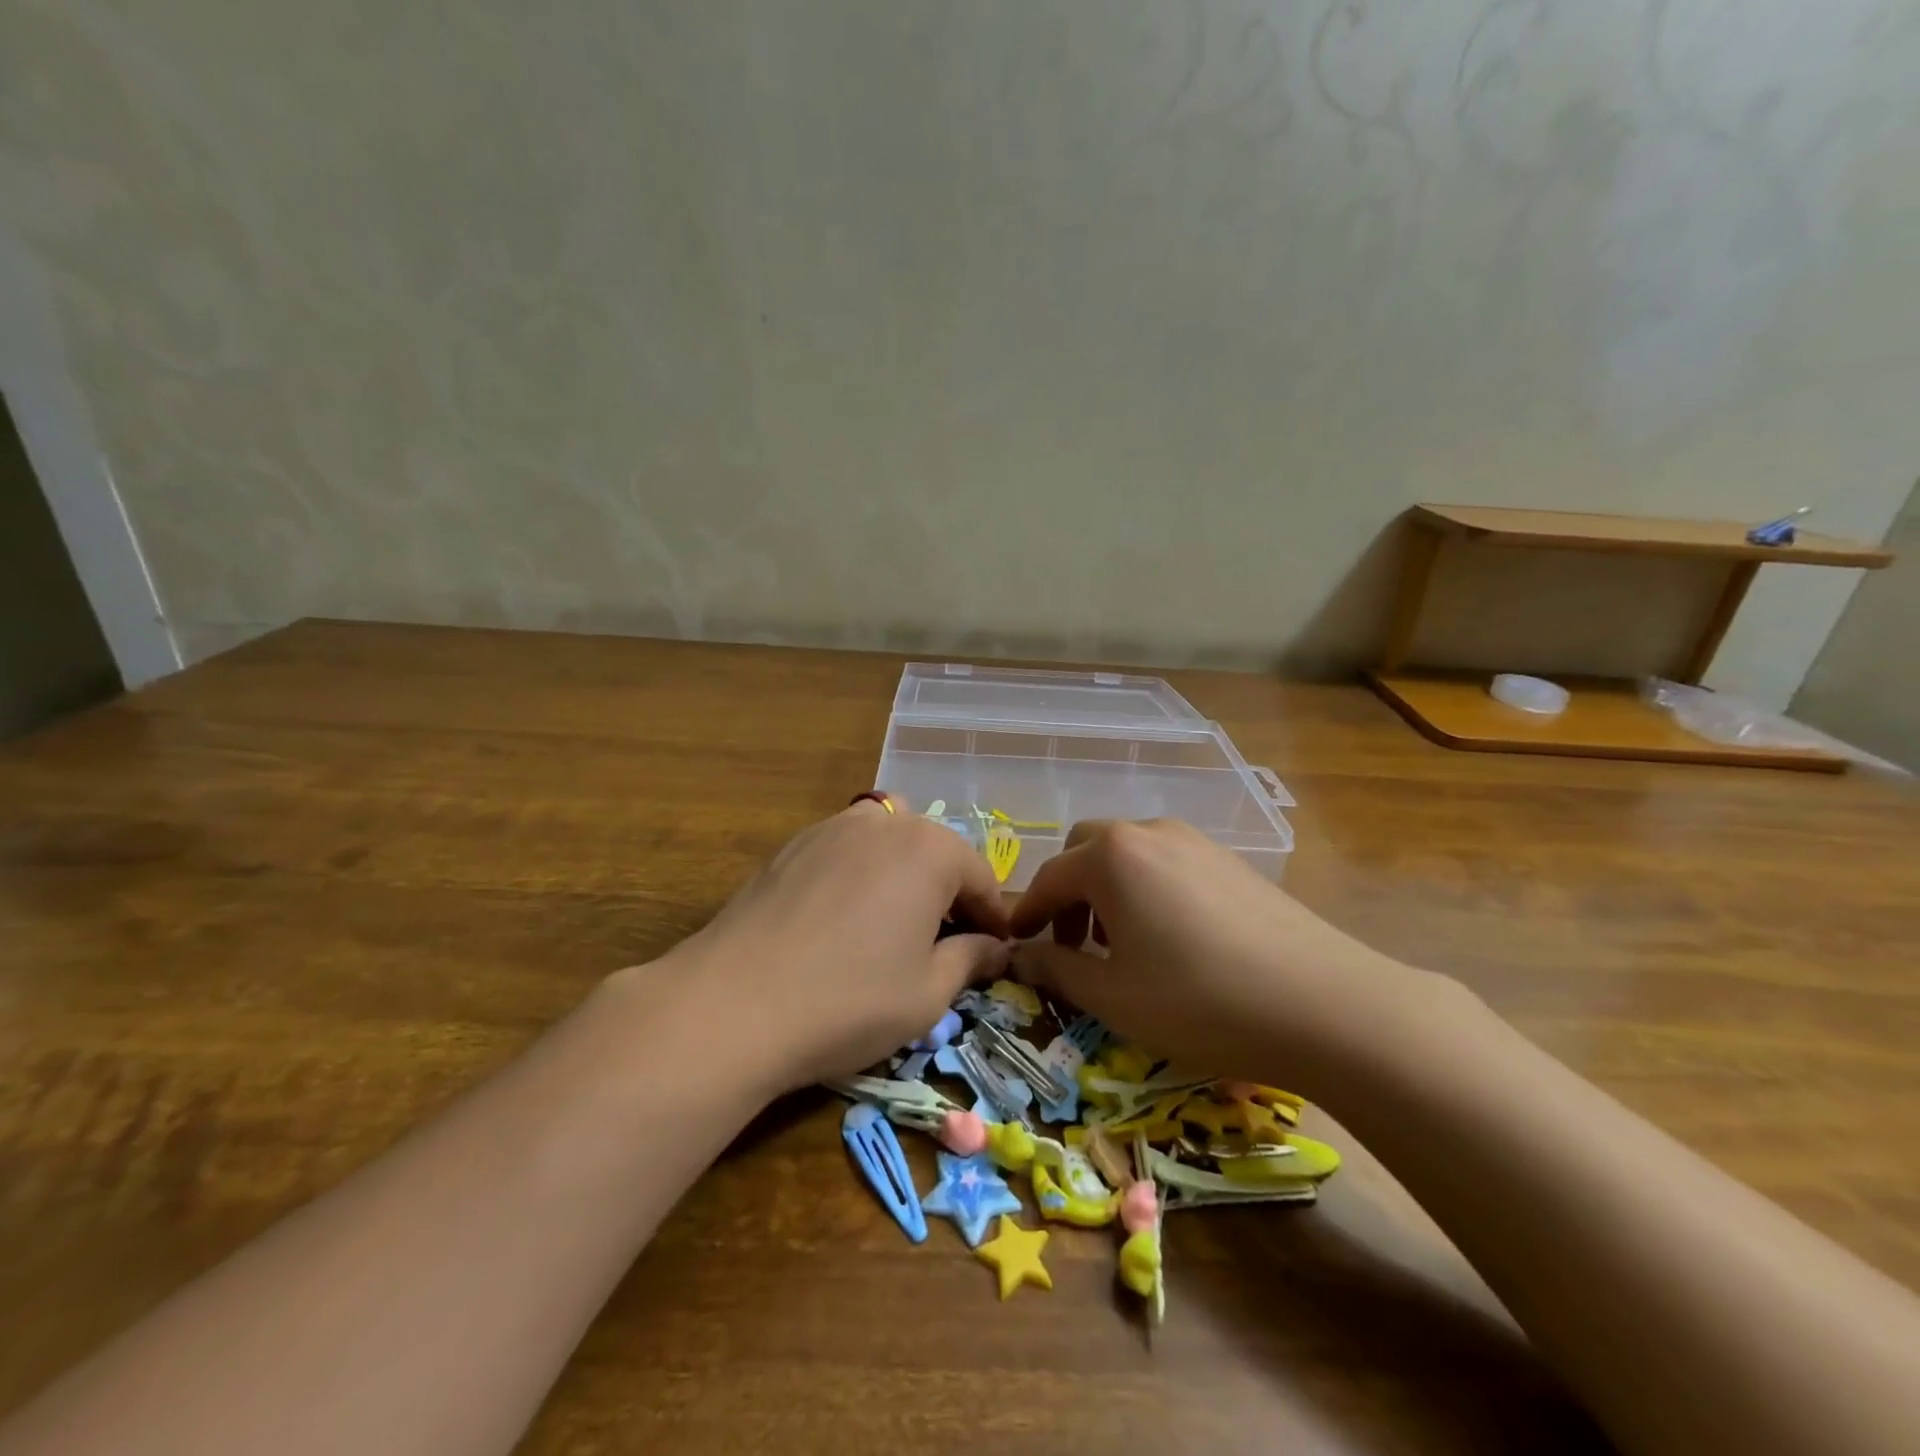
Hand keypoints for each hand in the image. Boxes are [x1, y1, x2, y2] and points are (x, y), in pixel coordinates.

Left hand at [669, 796, 1010, 1092]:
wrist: (734, 1003)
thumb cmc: (850, 1000)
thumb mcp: (928, 994)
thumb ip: (970, 959)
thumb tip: (994, 947)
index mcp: (930, 850)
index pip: (981, 877)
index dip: (993, 918)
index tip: (996, 951)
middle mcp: (885, 823)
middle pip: (935, 852)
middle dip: (949, 893)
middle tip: (946, 943)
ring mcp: (832, 828)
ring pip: (888, 844)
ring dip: (904, 877)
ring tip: (894, 926)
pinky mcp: (791, 845)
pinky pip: (845, 851)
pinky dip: (861, 876)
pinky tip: (843, 920)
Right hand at [1009, 819, 1439, 1086]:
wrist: (1327, 1006)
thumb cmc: (1200, 1002)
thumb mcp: (1113, 996)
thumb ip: (1056, 969)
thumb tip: (1019, 955)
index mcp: (1111, 857)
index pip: (1049, 877)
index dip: (1027, 913)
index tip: (1016, 944)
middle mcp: (1149, 833)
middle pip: (1087, 851)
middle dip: (1068, 894)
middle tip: (1073, 945)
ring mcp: (1196, 841)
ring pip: (1129, 854)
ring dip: (1107, 890)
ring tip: (1121, 946)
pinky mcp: (1231, 861)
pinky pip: (1167, 863)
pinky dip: (1147, 890)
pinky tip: (1172, 939)